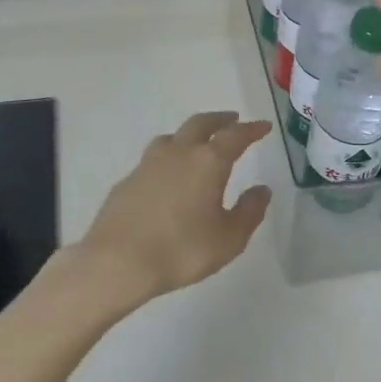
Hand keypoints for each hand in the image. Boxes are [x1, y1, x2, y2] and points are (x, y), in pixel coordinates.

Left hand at [68, 111, 273, 311]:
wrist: (117, 262)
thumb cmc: (181, 250)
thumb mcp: (228, 239)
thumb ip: (249, 212)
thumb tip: (261, 190)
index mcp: (208, 162)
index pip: (235, 136)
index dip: (251, 129)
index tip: (263, 126)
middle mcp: (178, 153)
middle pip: (201, 124)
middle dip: (220, 120)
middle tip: (233, 120)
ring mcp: (148, 164)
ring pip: (173, 137)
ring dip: (190, 134)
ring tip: (198, 143)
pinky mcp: (127, 180)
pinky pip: (154, 158)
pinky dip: (168, 158)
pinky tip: (168, 176)